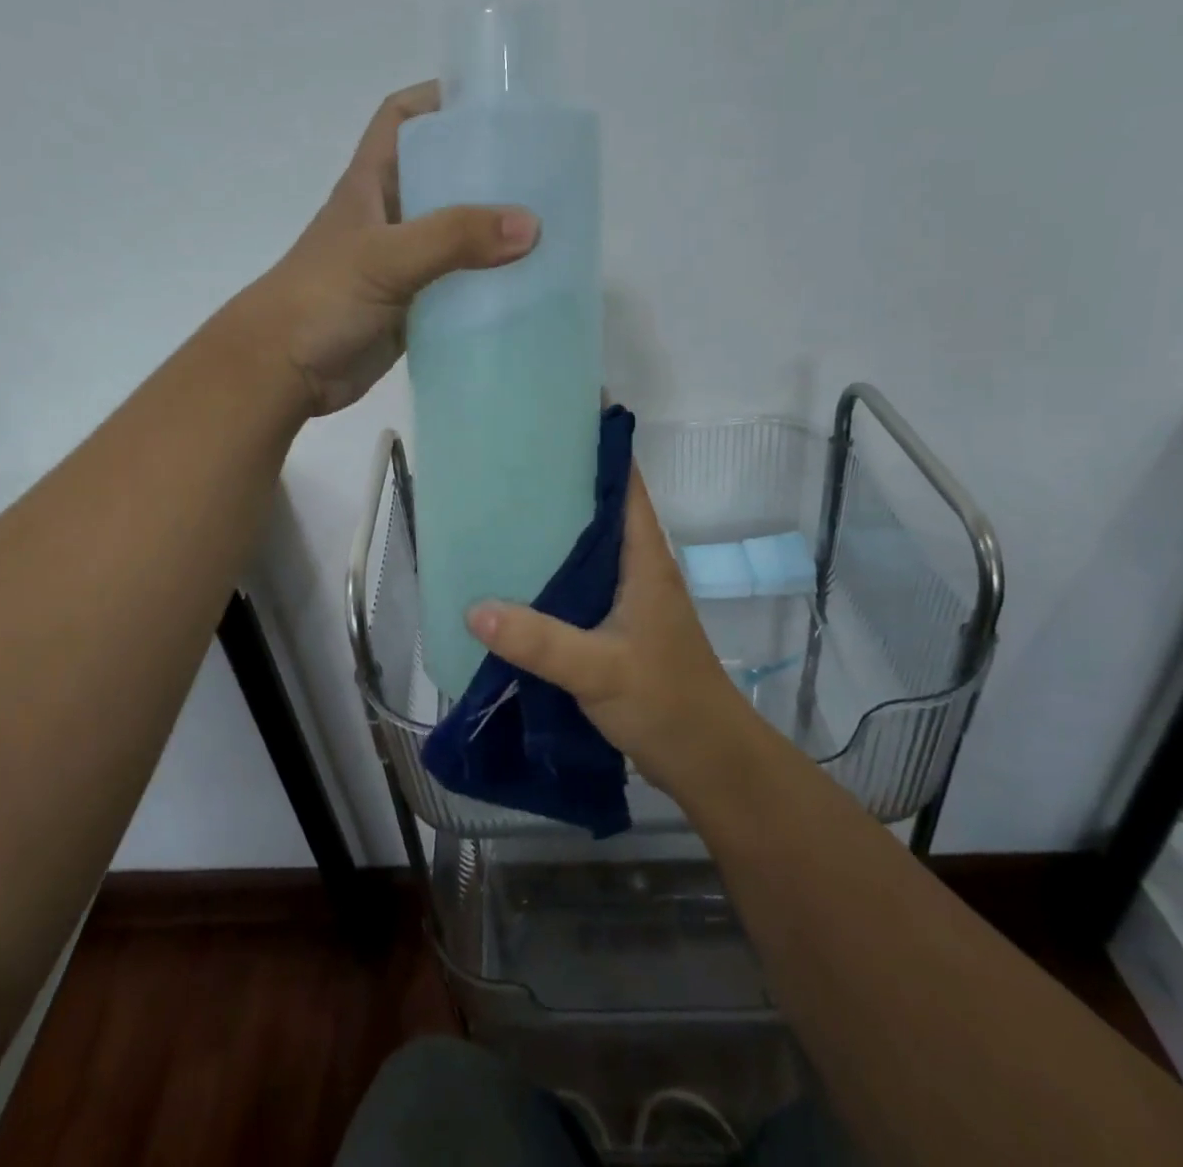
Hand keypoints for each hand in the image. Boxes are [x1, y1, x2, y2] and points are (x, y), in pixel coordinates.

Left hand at [241, 82, 538, 415]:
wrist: (283, 371)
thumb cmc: (322, 299)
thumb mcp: (386, 257)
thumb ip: (453, 238)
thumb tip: (531, 225)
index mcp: (372, 184)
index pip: (402, 119)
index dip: (440, 100)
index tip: (496, 107)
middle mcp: (390, 217)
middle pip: (443, 178)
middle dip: (488, 173)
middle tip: (547, 175)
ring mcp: (402, 265)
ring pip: (455, 237)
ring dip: (493, 235)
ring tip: (552, 231)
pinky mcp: (412, 307)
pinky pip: (457, 288)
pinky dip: (486, 286)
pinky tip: (527, 288)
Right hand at [466, 469, 769, 802]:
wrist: (708, 763)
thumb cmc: (666, 702)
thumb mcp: (600, 669)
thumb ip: (540, 641)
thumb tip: (474, 610)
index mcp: (644, 559)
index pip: (625, 486)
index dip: (599, 447)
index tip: (558, 418)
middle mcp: (636, 570)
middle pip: (598, 512)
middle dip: (560, 486)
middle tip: (506, 466)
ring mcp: (628, 601)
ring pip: (585, 551)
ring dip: (552, 534)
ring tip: (499, 514)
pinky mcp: (616, 630)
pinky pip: (577, 588)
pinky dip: (549, 577)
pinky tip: (513, 583)